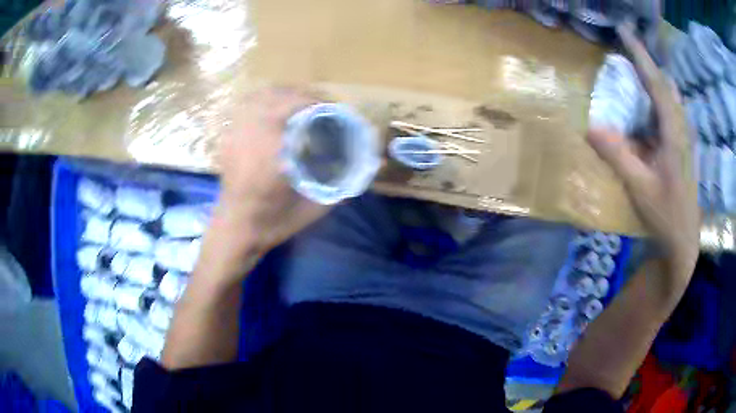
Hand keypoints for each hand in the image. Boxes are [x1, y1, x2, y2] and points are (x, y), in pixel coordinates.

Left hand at [206, 88, 331, 270]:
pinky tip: (276, 112)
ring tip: (301, 104)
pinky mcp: (229, 138)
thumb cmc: (272, 223)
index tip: (334, 109)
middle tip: (322, 106)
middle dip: (304, 95)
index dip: (317, 102)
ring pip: (259, 96)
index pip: (294, 106)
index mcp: (270, 151)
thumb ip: (342, 185)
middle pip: (277, 95)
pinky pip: (246, 106)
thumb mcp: (313, 209)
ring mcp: (235, 134)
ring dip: (284, 94)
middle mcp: (250, 135)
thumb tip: (370, 167)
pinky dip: (265, 101)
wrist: (235, 231)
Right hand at [587, 24, 699, 283]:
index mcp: (673, 133)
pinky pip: (669, 113)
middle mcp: (681, 128)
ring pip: (669, 97)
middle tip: (624, 53)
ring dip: (651, 82)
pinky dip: (655, 102)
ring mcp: (683, 137)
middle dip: (646, 64)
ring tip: (632, 77)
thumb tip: (589, 127)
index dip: (640, 54)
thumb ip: (617, 155)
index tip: (624, 30)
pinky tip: (644, 111)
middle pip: (665, 84)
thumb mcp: (640, 187)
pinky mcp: (681, 146)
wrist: (684, 240)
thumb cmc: (665, 214)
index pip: (656, 82)